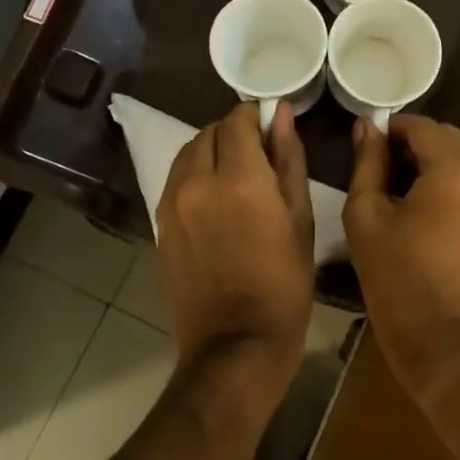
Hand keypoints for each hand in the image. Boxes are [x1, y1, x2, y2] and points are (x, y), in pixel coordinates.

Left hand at [157, 102, 314, 418]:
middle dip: (234, 132)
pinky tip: (216, 198)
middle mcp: (198, 182)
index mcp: (240, 180)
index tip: (273, 127)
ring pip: (188, 153)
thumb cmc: (284, 285)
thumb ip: (288, 160)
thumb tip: (282, 115)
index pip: (238, 120)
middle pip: (209, 132)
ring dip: (212, 150)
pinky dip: (195, 174)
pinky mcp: (159, 225)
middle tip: (260, 153)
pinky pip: (176, 180)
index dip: (256, 116)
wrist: (236, 345)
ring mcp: (171, 204)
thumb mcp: (300, 220)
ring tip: (237, 174)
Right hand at [345, 116, 459, 409]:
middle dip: (414, 147)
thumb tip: (368, 127)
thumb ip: (367, 162)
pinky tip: (428, 209)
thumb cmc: (397, 277)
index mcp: (458, 167)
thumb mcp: (366, 215)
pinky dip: (453, 183)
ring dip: (434, 164)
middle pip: (446, 139)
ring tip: (403, 193)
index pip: (420, 127)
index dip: (391, 132)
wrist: (442, 339)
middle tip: (381, 173)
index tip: (368, 150)